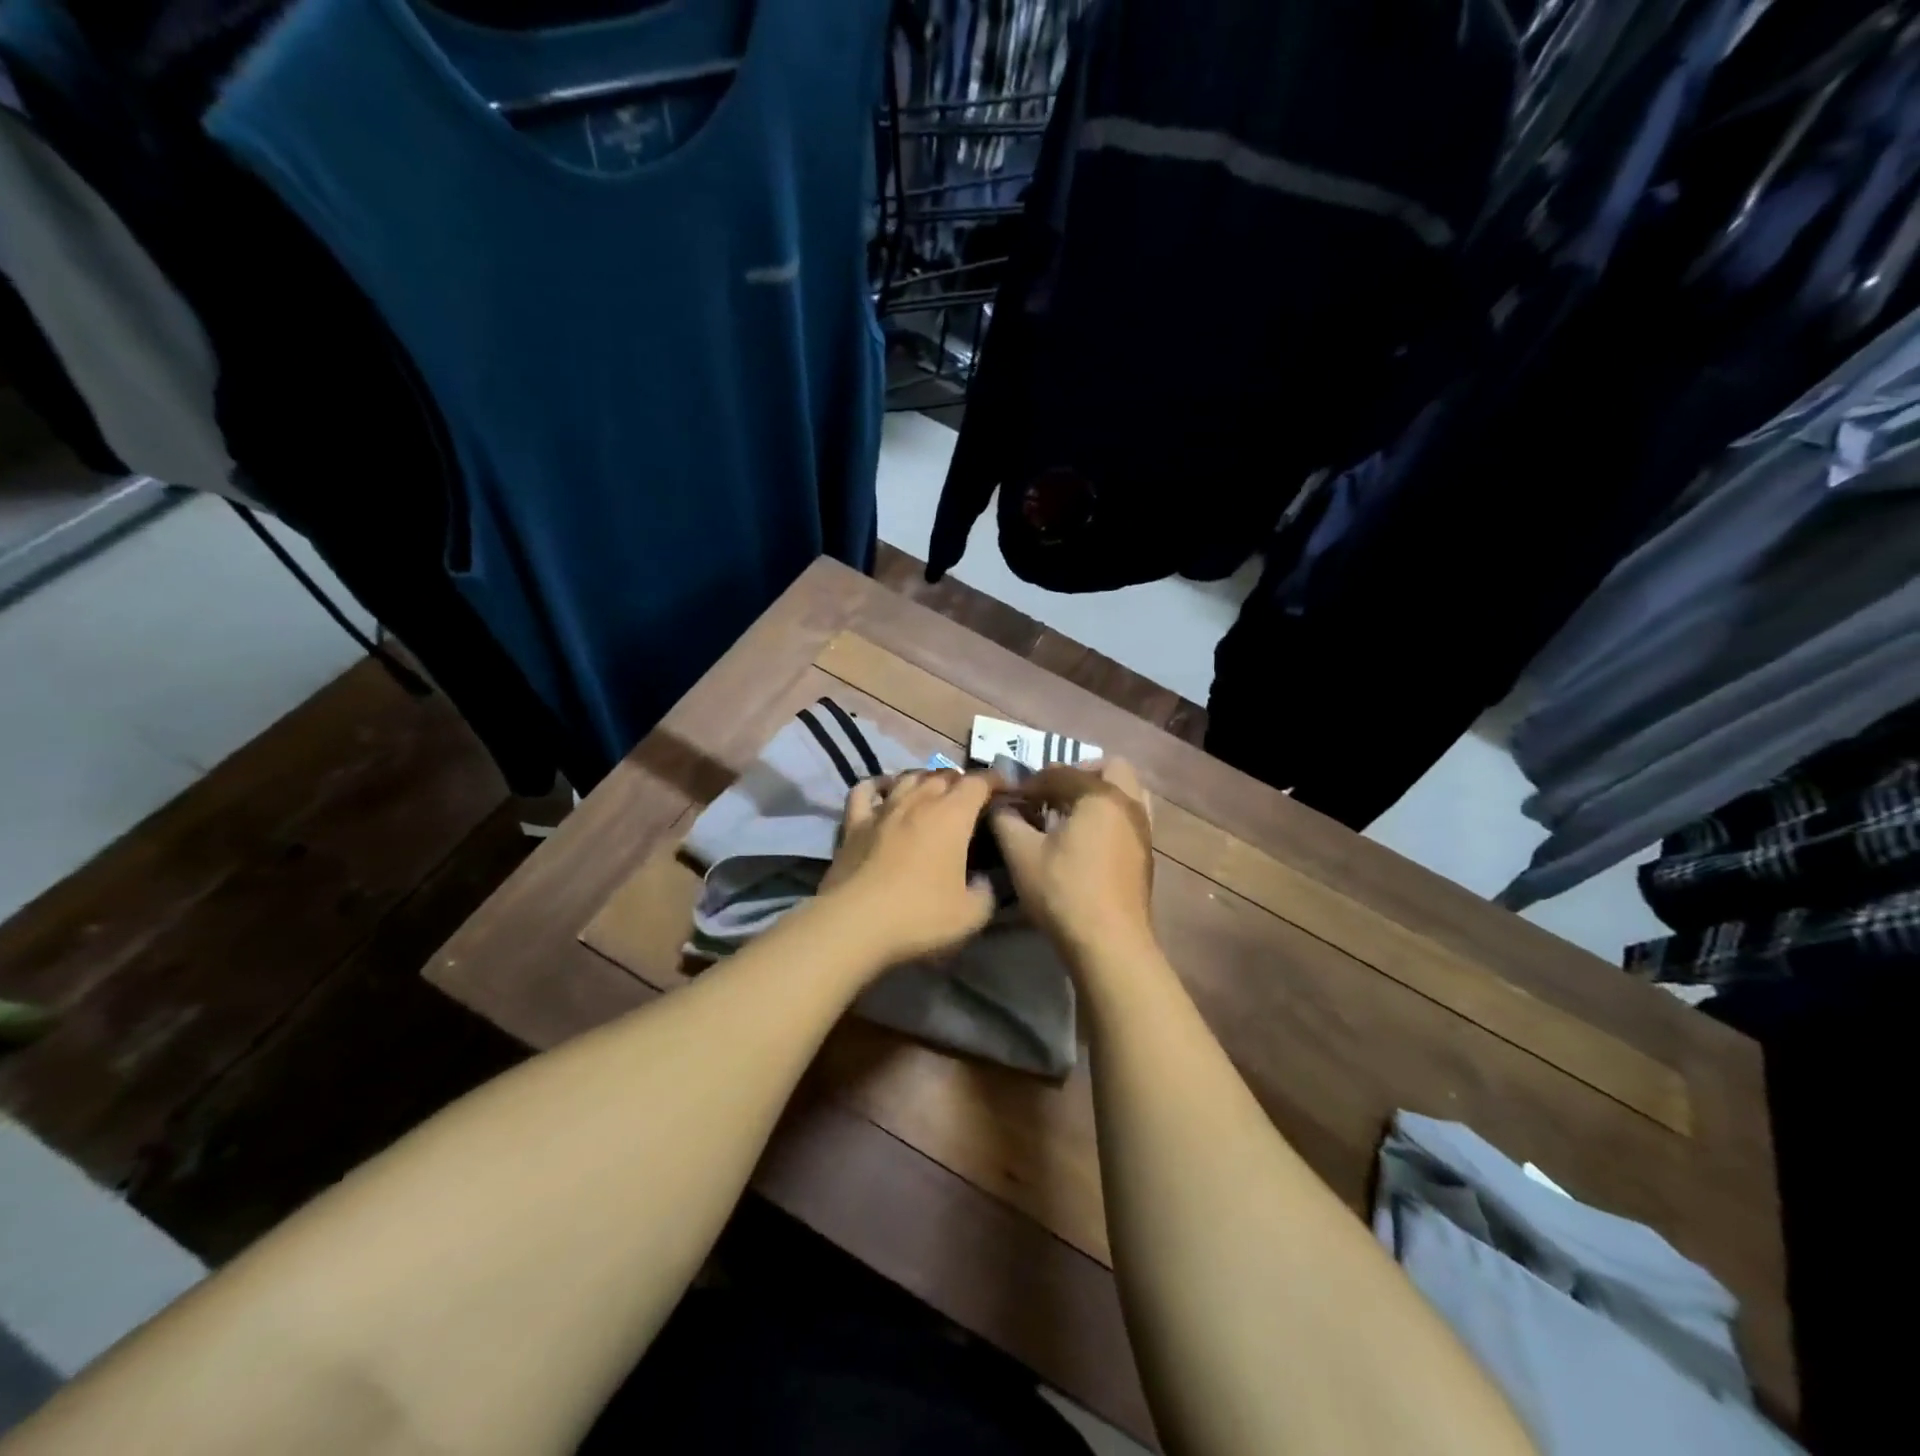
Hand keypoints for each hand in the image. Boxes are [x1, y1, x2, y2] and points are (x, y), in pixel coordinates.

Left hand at [819, 770, 998, 967]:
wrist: (855, 923)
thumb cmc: (919, 916)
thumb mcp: (971, 914)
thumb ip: (987, 893)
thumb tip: (984, 882)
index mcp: (953, 815)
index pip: (979, 782)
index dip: (996, 780)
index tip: (1006, 788)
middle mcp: (919, 801)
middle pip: (944, 775)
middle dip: (962, 781)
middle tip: (971, 797)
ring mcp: (883, 809)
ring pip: (908, 777)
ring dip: (926, 779)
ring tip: (934, 790)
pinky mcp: (853, 823)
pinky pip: (865, 790)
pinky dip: (879, 785)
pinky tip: (884, 789)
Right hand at [990, 758, 1156, 963]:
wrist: (1109, 943)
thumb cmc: (1064, 891)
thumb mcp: (1022, 854)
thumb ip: (1006, 821)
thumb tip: (1000, 806)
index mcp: (1101, 795)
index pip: (1061, 773)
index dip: (1032, 782)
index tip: (1012, 798)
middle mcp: (1129, 804)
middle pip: (1109, 768)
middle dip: (1078, 774)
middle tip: (1051, 794)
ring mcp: (1143, 830)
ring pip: (1126, 792)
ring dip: (1099, 793)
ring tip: (1069, 814)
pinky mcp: (1145, 854)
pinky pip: (1129, 817)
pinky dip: (1109, 815)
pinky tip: (1085, 840)